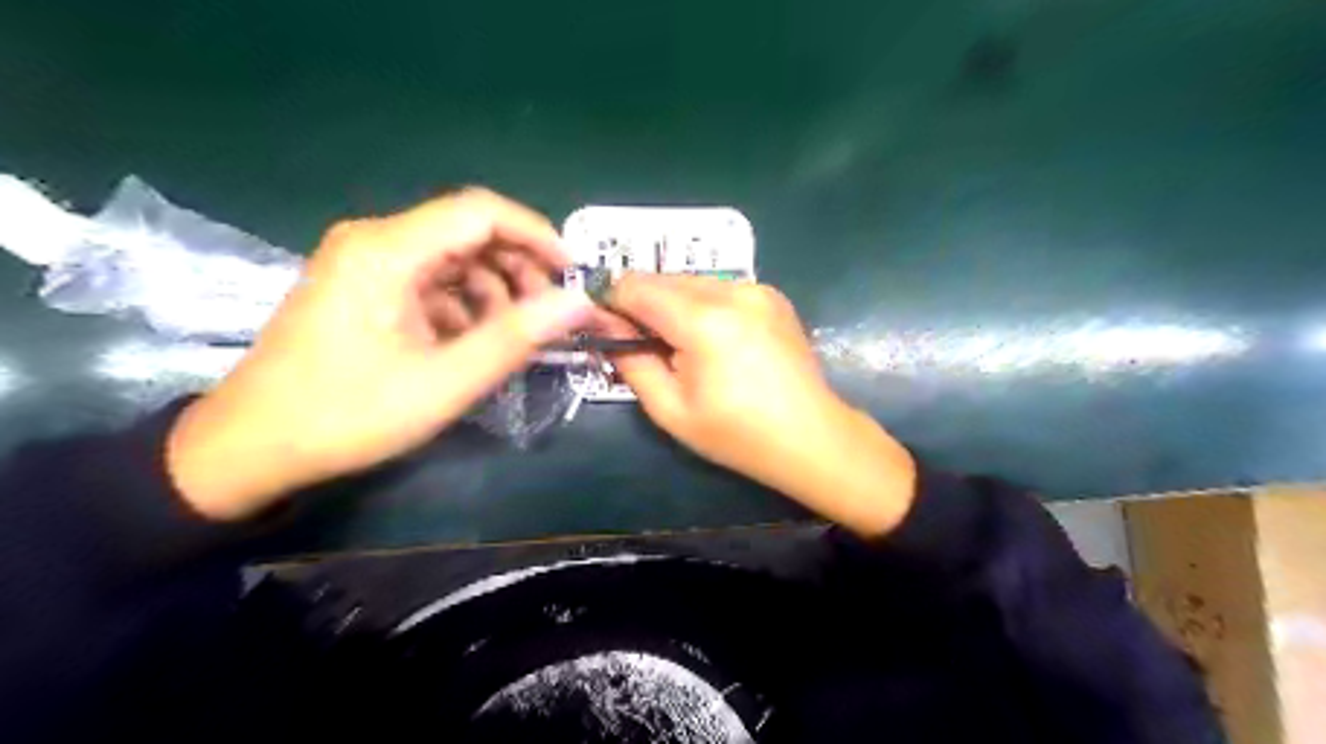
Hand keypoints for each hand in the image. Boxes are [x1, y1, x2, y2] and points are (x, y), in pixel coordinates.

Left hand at [169, 187, 591, 519]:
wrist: (251, 446)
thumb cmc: (348, 413)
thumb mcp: (445, 381)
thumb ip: (516, 337)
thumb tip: (577, 303)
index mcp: (388, 250)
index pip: (481, 212)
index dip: (536, 235)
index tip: (573, 274)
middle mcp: (375, 241)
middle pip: (468, 233)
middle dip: (518, 269)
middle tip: (548, 316)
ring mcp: (366, 263)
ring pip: (454, 259)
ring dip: (494, 292)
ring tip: (513, 338)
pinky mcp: (364, 287)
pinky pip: (431, 281)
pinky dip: (464, 306)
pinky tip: (472, 344)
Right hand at [604, 275, 919, 534]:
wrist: (811, 436)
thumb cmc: (737, 434)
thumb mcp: (671, 409)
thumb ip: (632, 361)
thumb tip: (605, 326)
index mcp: (704, 321)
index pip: (637, 286)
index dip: (612, 300)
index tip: (604, 324)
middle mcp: (732, 291)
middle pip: (664, 278)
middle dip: (643, 303)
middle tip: (641, 342)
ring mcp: (757, 289)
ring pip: (692, 280)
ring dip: (673, 303)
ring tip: (679, 344)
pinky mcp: (772, 295)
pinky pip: (720, 287)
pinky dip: (702, 304)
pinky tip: (711, 338)